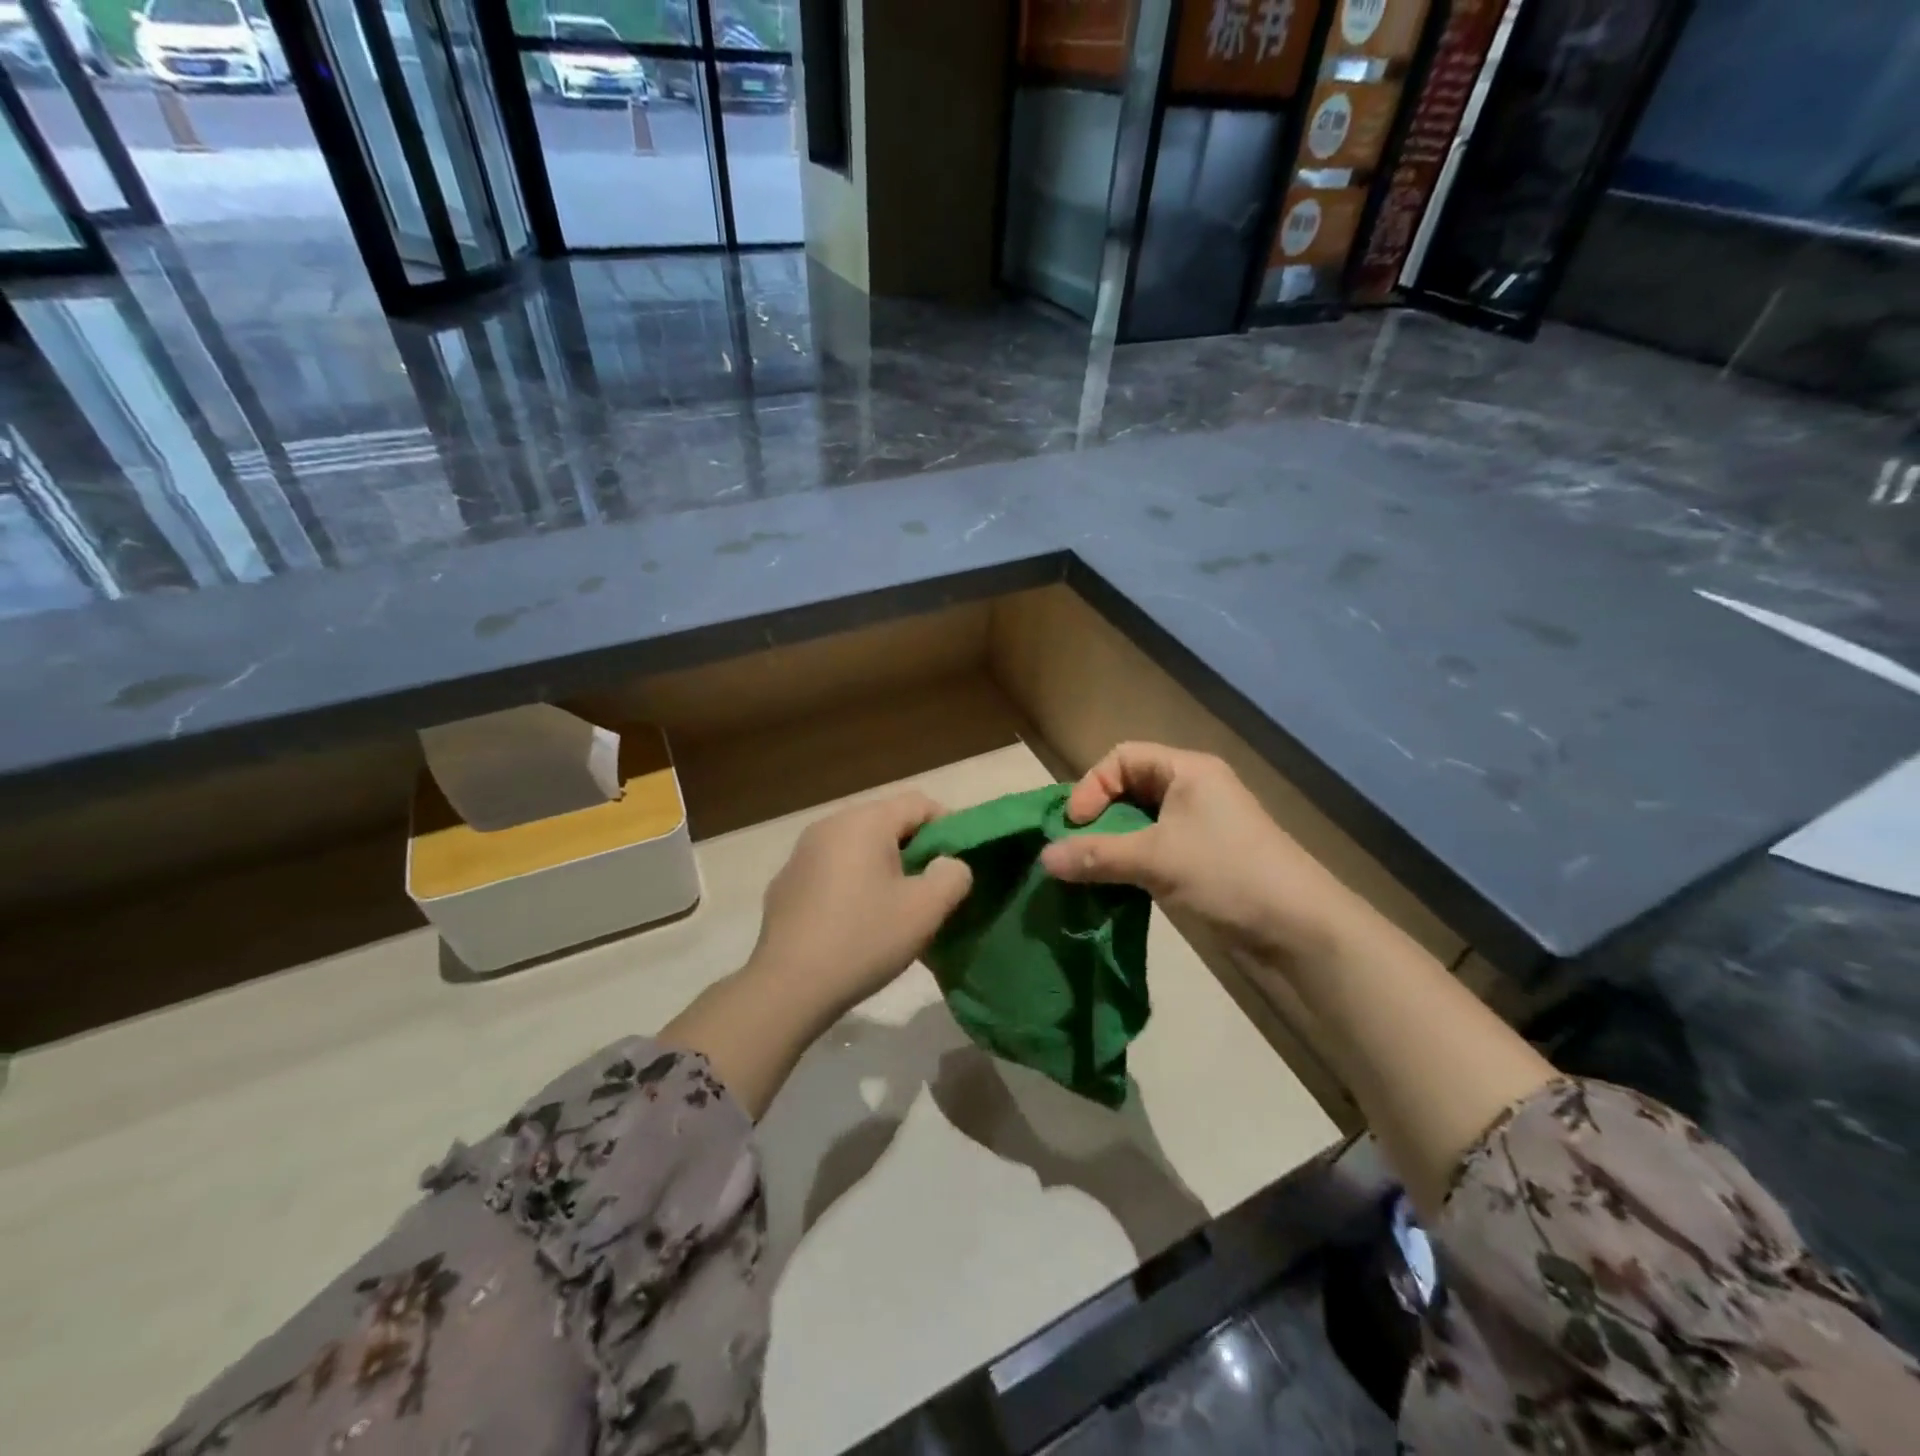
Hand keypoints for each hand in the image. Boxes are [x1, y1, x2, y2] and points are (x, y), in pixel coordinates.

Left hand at [747, 792, 972, 1017]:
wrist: (788, 986)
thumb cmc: (864, 939)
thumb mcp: (926, 909)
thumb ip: (952, 875)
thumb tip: (948, 863)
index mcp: (864, 822)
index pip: (919, 803)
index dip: (947, 827)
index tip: (957, 864)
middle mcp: (829, 825)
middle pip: (886, 821)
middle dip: (914, 848)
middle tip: (930, 888)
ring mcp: (801, 853)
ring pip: (857, 845)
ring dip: (882, 866)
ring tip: (894, 906)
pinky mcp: (785, 883)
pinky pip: (831, 869)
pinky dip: (851, 882)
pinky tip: (853, 921)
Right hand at [1038, 743, 1368, 966]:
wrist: (1298, 931)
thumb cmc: (1227, 874)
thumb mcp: (1156, 859)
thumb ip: (1096, 855)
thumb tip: (1043, 859)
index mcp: (1187, 771)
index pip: (1123, 758)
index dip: (1092, 786)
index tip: (1075, 825)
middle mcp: (1192, 791)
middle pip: (1128, 789)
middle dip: (1097, 817)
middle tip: (1074, 850)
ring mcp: (1198, 828)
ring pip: (1138, 824)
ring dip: (1110, 845)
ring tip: (1086, 871)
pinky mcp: (1200, 861)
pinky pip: (1152, 851)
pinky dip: (1128, 864)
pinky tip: (1111, 887)